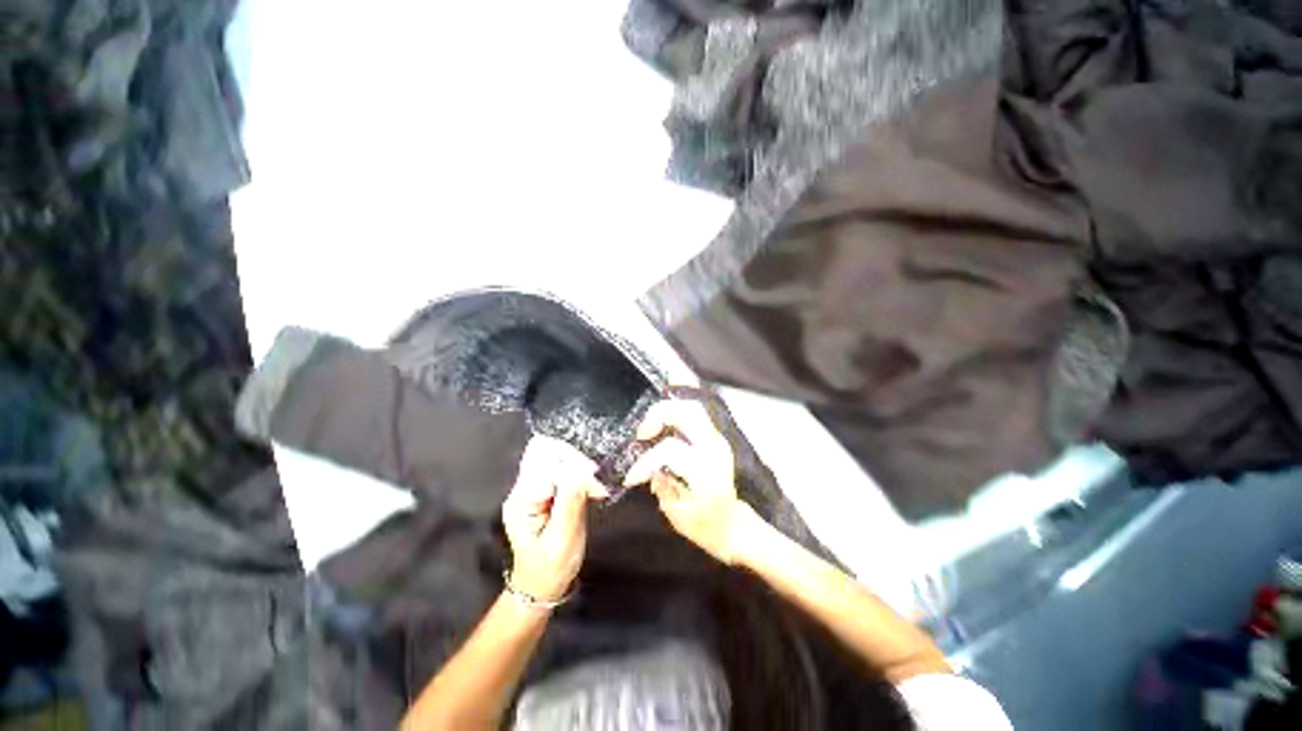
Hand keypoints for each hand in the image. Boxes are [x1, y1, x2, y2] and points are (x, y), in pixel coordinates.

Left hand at [502, 436, 607, 602]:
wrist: (541, 586)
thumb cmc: (551, 568)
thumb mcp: (563, 539)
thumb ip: (571, 502)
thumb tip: (583, 470)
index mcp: (521, 501)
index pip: (545, 464)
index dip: (571, 463)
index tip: (594, 473)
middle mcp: (523, 490)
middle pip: (548, 455)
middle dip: (575, 461)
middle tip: (597, 478)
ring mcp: (533, 489)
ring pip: (556, 460)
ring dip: (579, 468)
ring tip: (596, 486)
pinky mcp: (545, 492)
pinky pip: (561, 472)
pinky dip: (579, 476)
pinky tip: (591, 488)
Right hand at [623, 399, 744, 564]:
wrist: (734, 526)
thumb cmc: (706, 527)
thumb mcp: (678, 517)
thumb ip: (663, 488)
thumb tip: (650, 471)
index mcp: (705, 471)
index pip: (670, 450)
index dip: (645, 462)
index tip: (631, 478)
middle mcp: (714, 449)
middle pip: (687, 412)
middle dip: (658, 415)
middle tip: (641, 434)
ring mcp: (717, 440)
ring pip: (692, 408)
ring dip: (667, 411)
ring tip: (650, 428)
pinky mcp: (716, 438)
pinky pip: (695, 415)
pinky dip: (676, 413)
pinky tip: (662, 423)